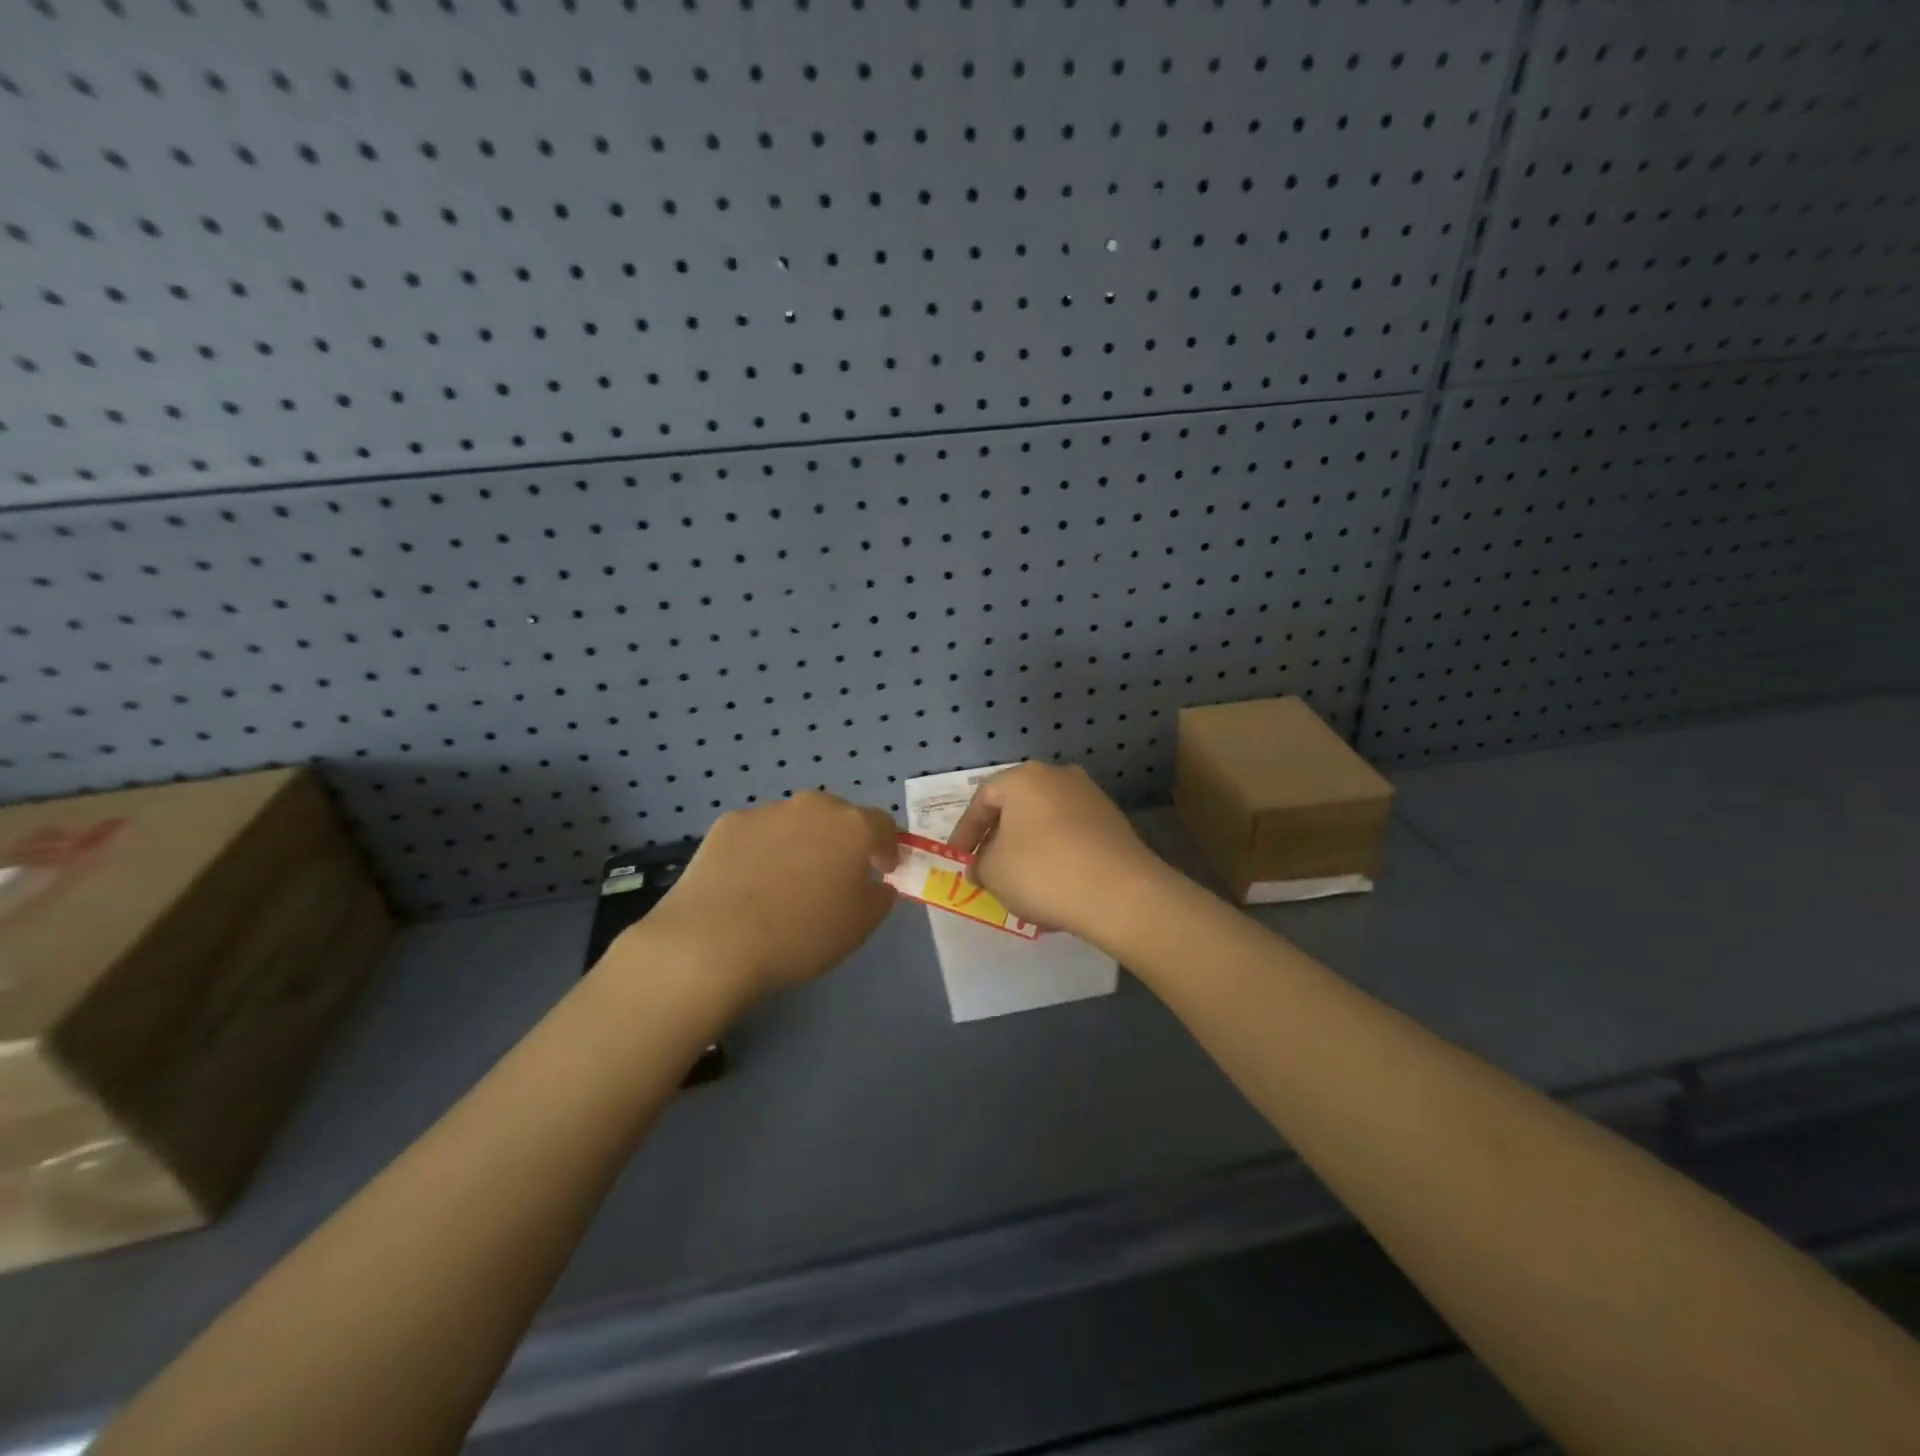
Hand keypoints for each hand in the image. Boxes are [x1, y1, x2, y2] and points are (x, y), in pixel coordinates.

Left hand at [625, 791, 899, 1001]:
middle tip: (835, 876)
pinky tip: (750, 883)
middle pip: (839, 816)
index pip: (884, 825)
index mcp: (853, 827)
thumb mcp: (858, 927)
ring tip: (786, 883)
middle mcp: (813, 807)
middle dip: (843, 840)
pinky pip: (759, 833)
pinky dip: (763, 849)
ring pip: (796, 822)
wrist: (713, 940)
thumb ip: (879, 898)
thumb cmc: (800, 935)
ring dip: (801, 842)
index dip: (888, 847)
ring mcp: (768, 811)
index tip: (884, 871)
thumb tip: (878, 884)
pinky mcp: (728, 823)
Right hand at [946, 763, 1169, 941]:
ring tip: (1020, 882)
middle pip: (1018, 806)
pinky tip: (1054, 886)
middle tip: (987, 867)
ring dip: (1029, 849)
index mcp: (1024, 778)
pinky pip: (1072, 837)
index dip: (965, 831)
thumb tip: (982, 865)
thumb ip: (979, 864)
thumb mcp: (993, 871)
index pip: (983, 798)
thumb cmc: (1041, 871)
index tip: (959, 860)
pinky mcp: (1114, 823)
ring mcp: (1092, 798)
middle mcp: (1059, 776)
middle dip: (999, 838)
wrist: (1119, 892)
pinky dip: (1057, 856)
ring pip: (1046, 822)